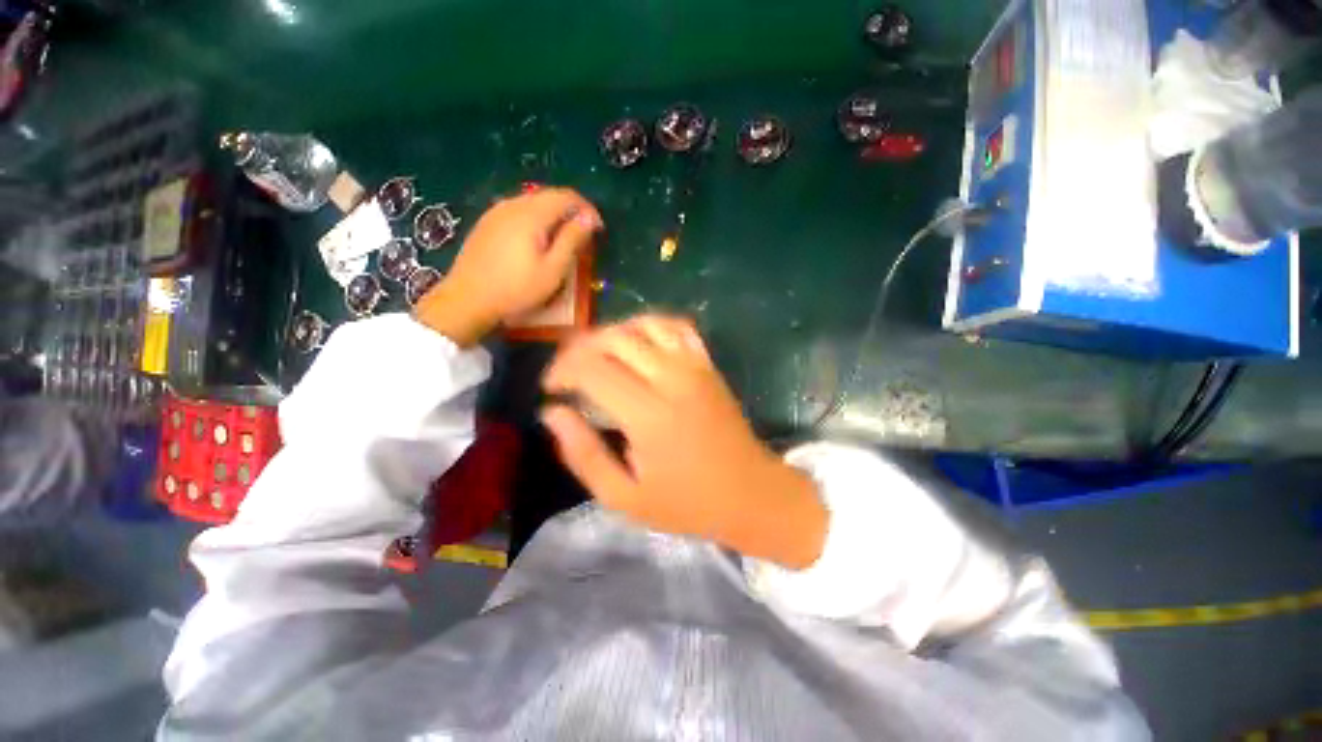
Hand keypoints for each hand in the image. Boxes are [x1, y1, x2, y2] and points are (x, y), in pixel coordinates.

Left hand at [415, 188, 601, 346]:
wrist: (467, 299)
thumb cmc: (516, 289)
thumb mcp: (552, 270)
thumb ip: (572, 240)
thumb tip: (589, 219)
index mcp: (531, 214)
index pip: (566, 196)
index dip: (587, 208)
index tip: (598, 229)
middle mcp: (512, 205)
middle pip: (549, 195)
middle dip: (571, 210)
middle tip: (584, 234)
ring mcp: (496, 212)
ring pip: (532, 202)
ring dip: (553, 214)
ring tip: (564, 237)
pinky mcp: (486, 223)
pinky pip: (518, 210)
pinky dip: (536, 218)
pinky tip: (537, 239)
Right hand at [541, 314, 827, 569]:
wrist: (750, 492)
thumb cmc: (686, 503)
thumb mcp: (624, 497)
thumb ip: (583, 454)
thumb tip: (552, 413)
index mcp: (648, 415)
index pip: (592, 369)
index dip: (561, 371)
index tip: (551, 389)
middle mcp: (671, 379)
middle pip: (613, 339)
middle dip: (578, 349)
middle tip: (567, 372)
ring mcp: (694, 366)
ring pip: (642, 324)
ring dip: (611, 333)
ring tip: (596, 356)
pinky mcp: (707, 364)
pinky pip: (676, 326)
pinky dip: (648, 325)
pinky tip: (636, 343)